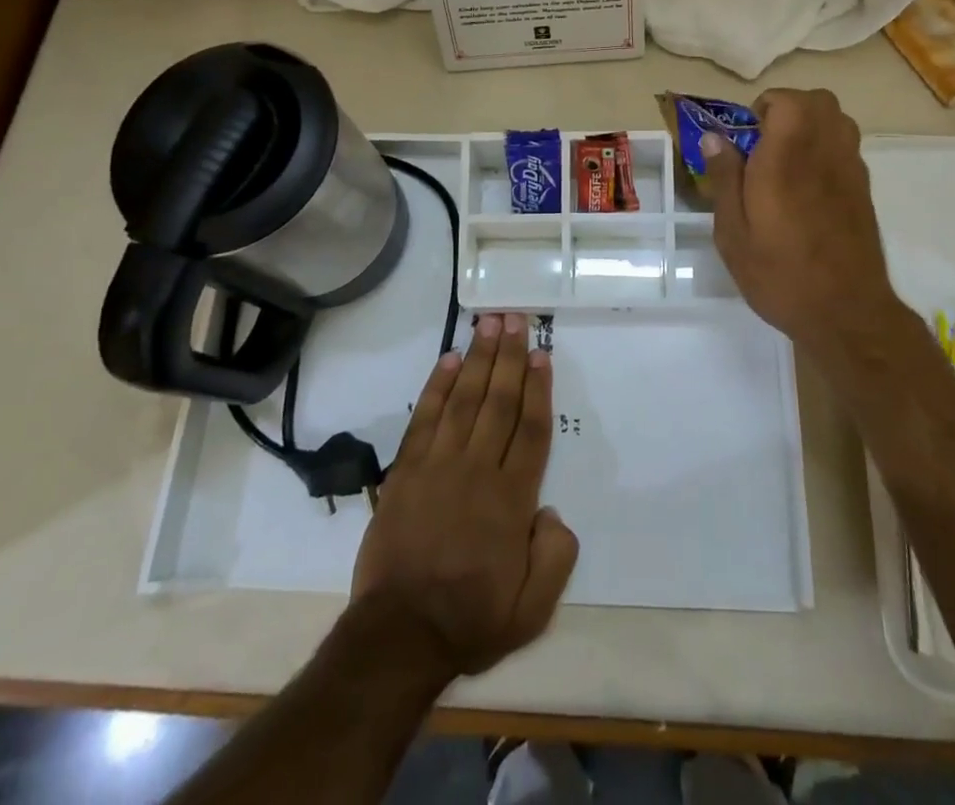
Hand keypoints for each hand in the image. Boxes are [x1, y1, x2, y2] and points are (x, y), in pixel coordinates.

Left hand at [351, 313, 577, 681]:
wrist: (399, 636)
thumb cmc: (470, 619)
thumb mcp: (532, 609)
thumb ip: (555, 557)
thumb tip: (551, 510)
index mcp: (512, 499)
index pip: (531, 429)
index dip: (537, 388)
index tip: (540, 354)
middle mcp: (478, 470)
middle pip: (498, 402)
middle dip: (508, 357)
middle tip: (514, 318)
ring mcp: (438, 466)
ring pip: (464, 399)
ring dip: (477, 359)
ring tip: (487, 324)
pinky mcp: (406, 471)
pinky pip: (424, 418)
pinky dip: (436, 387)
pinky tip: (447, 360)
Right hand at [701, 88, 905, 356]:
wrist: (846, 313)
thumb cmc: (780, 273)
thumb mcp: (733, 232)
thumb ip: (724, 178)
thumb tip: (715, 137)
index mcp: (787, 158)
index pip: (788, 100)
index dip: (764, 108)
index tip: (746, 139)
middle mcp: (825, 153)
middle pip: (819, 101)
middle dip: (790, 109)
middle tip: (765, 144)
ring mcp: (851, 170)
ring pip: (838, 120)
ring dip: (811, 125)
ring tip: (787, 160)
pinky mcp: (864, 190)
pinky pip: (847, 147)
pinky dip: (827, 148)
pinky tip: (808, 187)